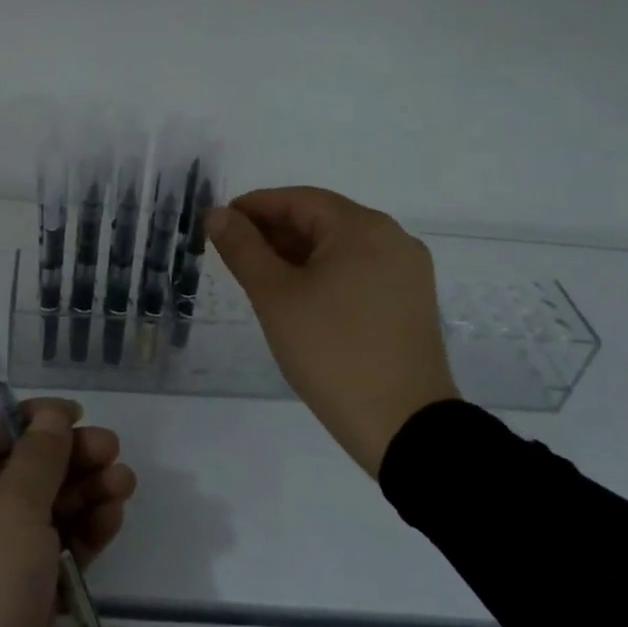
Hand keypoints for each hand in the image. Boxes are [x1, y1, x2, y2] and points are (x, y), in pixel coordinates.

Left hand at [0, 399, 135, 626]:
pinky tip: (112, 518)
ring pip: (44, 511)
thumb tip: (51, 418)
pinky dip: (83, 533)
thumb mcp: (9, 512)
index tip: (74, 416)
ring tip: (124, 484)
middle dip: (67, 458)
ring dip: (83, 493)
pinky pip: (56, 551)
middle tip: (113, 451)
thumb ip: (36, 459)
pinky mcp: (22, 601)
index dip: (28, 419)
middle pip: (21, 472)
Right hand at [209, 186, 457, 475]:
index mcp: (363, 228)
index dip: (254, 207)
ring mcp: (407, 271)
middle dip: (274, 232)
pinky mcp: (410, 301)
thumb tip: (217, 214)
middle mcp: (392, 238)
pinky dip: (323, 274)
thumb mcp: (276, 297)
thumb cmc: (332, 352)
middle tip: (233, 253)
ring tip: (259, 277)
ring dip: (296, 254)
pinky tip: (298, 296)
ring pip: (340, 247)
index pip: (298, 200)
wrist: (403, 426)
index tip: (219, 224)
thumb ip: (243, 249)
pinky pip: (358, 271)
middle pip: (322, 220)